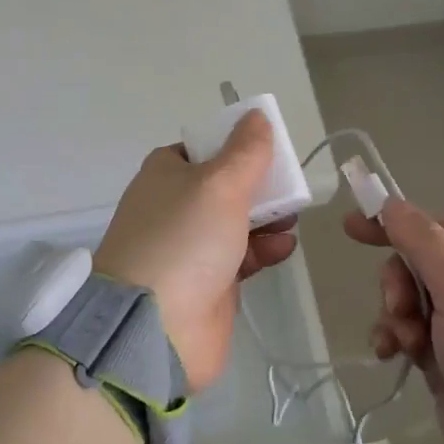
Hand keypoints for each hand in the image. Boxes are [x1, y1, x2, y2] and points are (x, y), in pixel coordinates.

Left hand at [95, 109, 297, 389]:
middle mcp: (175, 206)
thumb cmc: (184, 239)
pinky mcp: (208, 282)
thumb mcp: (219, 184)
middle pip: (226, 184)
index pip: (203, 147)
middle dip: (260, 185)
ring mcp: (190, 246)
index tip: (267, 150)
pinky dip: (264, 249)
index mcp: (166, 173)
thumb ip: (245, 151)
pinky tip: (283, 248)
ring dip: (268, 217)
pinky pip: (243, 255)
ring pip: (238, 221)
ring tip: (289, 221)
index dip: (235, 145)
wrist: (154, 328)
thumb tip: (256, 116)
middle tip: (289, 189)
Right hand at [346, 200, 443, 443]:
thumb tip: (391, 204)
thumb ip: (422, 241)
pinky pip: (412, 334)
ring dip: (398, 315)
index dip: (397, 226)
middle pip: (422, 266)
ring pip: (412, 301)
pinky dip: (398, 339)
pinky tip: (391, 353)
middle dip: (401, 284)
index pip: (440, 230)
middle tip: (399, 307)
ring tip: (404, 341)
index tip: (353, 227)